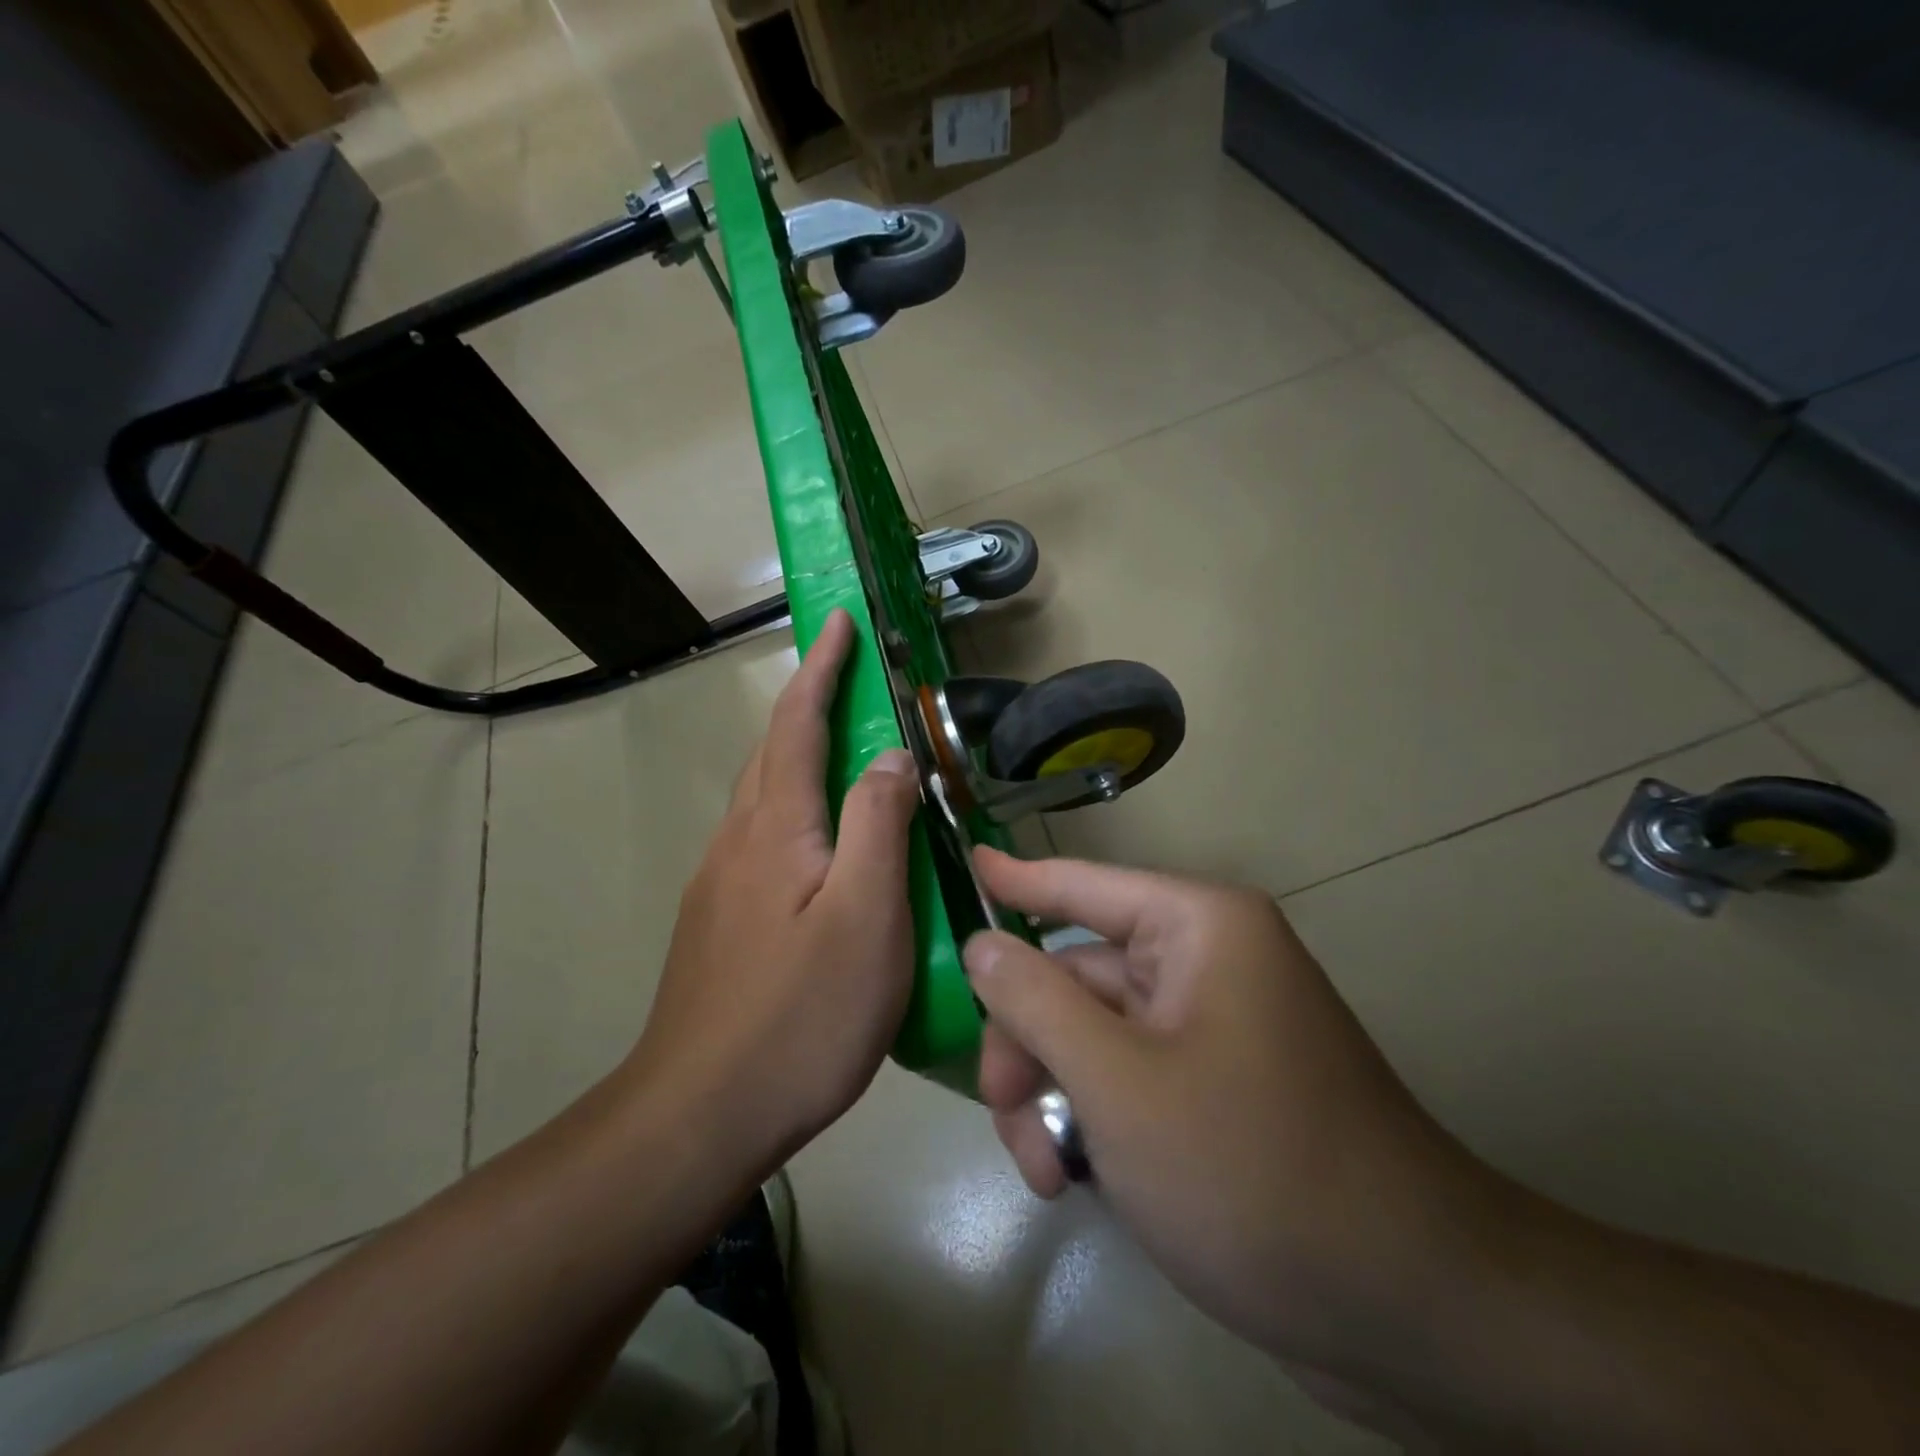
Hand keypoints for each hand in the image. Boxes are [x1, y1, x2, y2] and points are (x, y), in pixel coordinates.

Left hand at [624, 608, 921, 1174]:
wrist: (697, 1115)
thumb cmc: (800, 1014)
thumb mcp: (866, 915)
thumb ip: (877, 824)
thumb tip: (890, 756)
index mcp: (775, 828)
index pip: (798, 723)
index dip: (821, 668)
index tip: (839, 622)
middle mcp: (737, 841)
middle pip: (772, 752)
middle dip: (808, 702)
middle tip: (849, 679)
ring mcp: (718, 884)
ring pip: (764, 798)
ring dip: (798, 756)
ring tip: (844, 753)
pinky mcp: (717, 923)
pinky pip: (760, 839)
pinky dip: (794, 810)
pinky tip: (818, 845)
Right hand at [963, 849, 1517, 1388]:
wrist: (1408, 1311)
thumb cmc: (1252, 1170)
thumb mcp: (1118, 1083)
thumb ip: (1036, 1002)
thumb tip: (983, 942)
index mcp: (1198, 929)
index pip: (1084, 884)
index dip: (1018, 876)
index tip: (965, 860)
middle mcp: (1207, 962)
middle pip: (1077, 976)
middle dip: (1029, 1044)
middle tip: (1001, 1112)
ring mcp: (1214, 1027)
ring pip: (1094, 1036)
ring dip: (1055, 1095)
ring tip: (1046, 1172)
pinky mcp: (1218, 1087)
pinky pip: (1128, 1076)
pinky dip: (1093, 1118)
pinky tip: (1078, 1178)